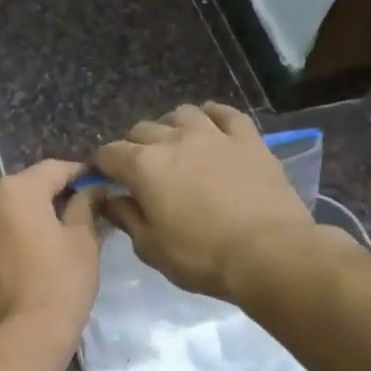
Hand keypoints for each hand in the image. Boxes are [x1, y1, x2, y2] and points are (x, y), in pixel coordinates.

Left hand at [0, 160, 102, 353]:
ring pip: (6, 219)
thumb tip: (92, 190)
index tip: (98, 182)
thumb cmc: (60, 283)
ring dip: (29, 222)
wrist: (20, 340)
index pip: (53, 169)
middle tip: (81, 213)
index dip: (80, 173)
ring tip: (55, 241)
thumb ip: (86, 206)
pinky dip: (12, 244)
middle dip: (52, 198)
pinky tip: (30, 263)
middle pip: (25, 192)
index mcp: (14, 192)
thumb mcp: (83, 241)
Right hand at [95, 103, 355, 301]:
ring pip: (182, 114)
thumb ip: (126, 218)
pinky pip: (226, 113)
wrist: (268, 253)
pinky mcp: (248, 139)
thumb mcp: (151, 248)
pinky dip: (212, 115)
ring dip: (170, 126)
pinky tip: (210, 125)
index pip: (109, 153)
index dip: (102, 166)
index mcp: (144, 167)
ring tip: (174, 145)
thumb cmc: (201, 256)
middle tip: (139, 170)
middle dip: (133, 147)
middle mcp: (174, 140)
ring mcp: (214, 135)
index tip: (105, 180)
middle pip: (142, 130)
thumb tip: (110, 199)